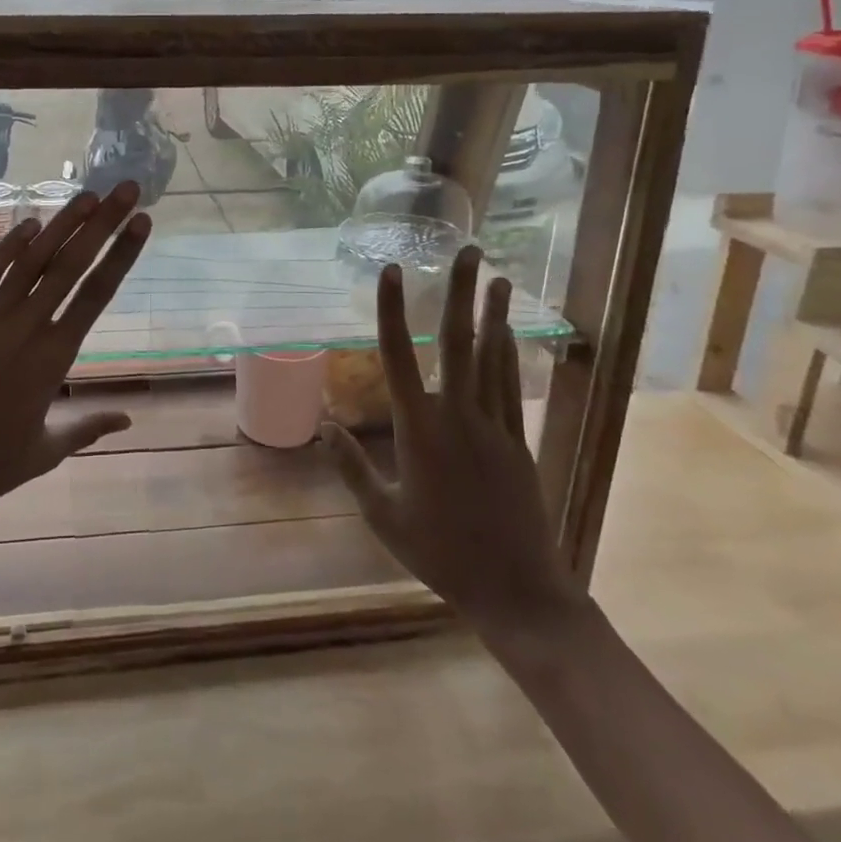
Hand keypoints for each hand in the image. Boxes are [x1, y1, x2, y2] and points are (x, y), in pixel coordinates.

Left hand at [0, 182, 151, 540]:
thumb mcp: (44, 452)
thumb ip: (88, 428)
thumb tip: (129, 420)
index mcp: (54, 361)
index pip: (97, 295)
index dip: (122, 254)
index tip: (142, 222)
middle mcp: (25, 330)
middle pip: (71, 266)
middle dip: (103, 223)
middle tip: (126, 189)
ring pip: (30, 262)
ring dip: (61, 224)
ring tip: (87, 195)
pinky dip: (7, 247)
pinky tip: (29, 223)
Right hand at [323, 245, 586, 645]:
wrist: (516, 590)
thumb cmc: (440, 554)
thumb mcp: (383, 516)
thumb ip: (352, 467)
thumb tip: (322, 425)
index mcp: (419, 430)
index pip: (400, 356)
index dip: (393, 309)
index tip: (392, 271)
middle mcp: (458, 416)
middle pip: (459, 342)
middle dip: (460, 293)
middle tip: (467, 251)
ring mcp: (494, 426)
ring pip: (493, 357)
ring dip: (492, 313)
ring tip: (496, 276)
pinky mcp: (518, 442)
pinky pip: (511, 387)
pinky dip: (509, 354)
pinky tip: (508, 332)